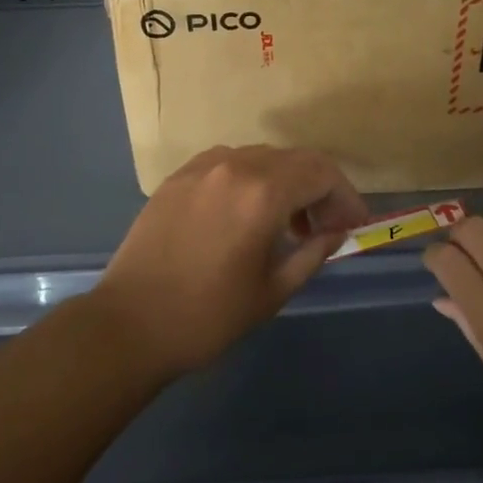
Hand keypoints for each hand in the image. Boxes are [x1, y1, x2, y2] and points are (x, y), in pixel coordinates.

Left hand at [92, 144, 370, 379]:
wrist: (129, 325)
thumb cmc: (207, 316)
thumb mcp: (273, 290)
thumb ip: (313, 253)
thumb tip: (337, 232)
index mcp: (263, 193)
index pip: (322, 174)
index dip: (346, 197)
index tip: (354, 225)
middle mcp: (235, 166)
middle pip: (296, 159)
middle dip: (320, 188)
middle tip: (327, 225)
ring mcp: (202, 167)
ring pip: (263, 157)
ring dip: (286, 181)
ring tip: (288, 224)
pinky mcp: (178, 176)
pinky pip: (229, 162)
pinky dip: (252, 178)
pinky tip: (247, 212)